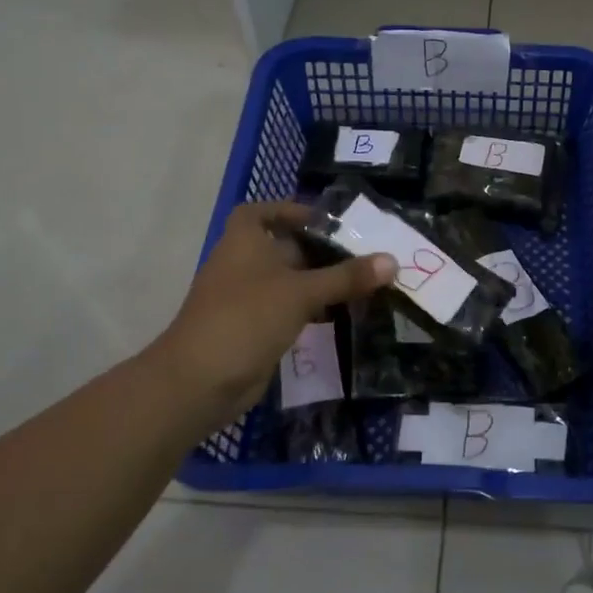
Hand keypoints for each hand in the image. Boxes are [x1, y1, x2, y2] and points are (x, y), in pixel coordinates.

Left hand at [152, 202, 395, 430]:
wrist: (200, 381)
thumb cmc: (247, 318)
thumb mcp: (302, 292)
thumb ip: (346, 277)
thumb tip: (392, 261)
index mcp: (243, 243)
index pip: (259, 212)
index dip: (288, 211)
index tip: (324, 221)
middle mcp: (242, 266)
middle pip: (281, 248)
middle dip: (317, 250)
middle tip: (360, 255)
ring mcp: (245, 301)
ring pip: (287, 283)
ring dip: (317, 283)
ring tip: (359, 284)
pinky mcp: (253, 331)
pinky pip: (286, 311)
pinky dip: (310, 311)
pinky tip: (339, 316)